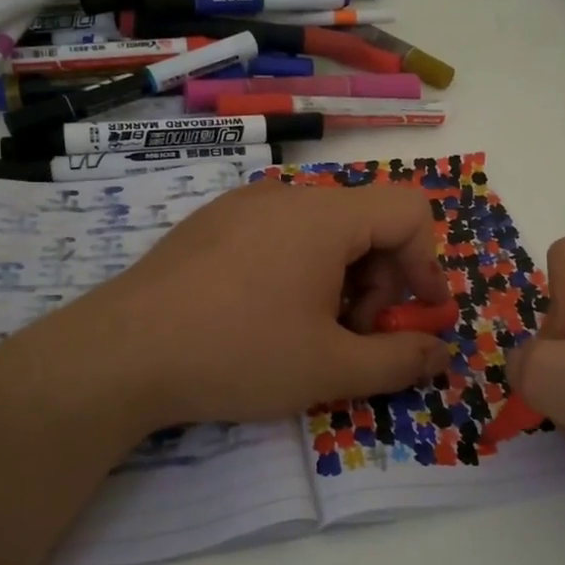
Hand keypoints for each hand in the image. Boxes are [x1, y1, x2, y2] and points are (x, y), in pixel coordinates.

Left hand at [59, 180, 452, 426]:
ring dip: (341, 279)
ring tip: (312, 331)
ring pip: (321, 230)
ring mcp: (242, 206)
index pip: (408, 211)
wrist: (121, 354)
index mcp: (323, 216)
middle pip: (365, 222)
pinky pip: (279, 234)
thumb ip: (399, 360)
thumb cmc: (237, 354)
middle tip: (356, 336)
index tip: (420, 316)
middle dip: (381, 281)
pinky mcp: (211, 224)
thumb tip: (443, 354)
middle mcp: (285, 196)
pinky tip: (267, 316)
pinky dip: (299, 269)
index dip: (428, 264)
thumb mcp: (330, 368)